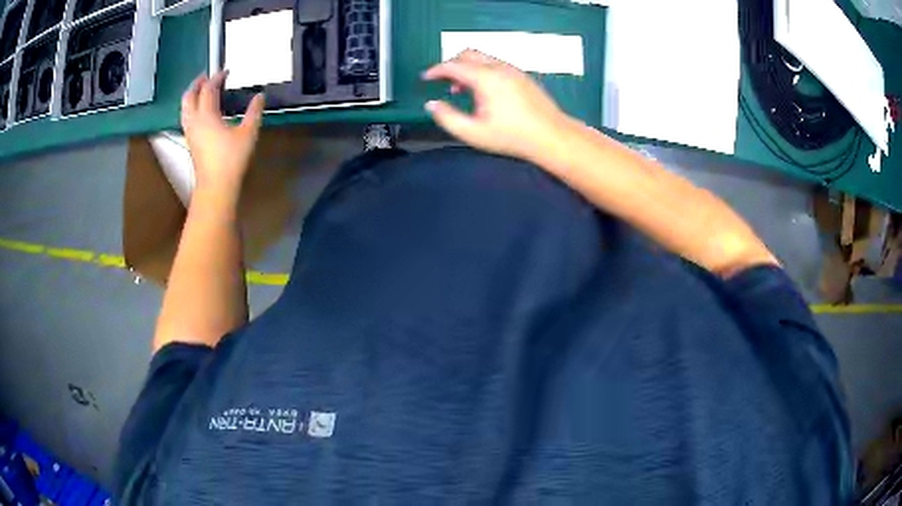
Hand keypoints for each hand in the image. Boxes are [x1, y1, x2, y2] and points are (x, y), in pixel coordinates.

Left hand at [181, 71, 264, 192]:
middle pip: (189, 96)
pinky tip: (198, 111)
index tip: (226, 71)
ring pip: (184, 108)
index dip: (216, 78)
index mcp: (207, 116)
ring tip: (199, 90)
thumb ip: (254, 112)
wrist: (216, 186)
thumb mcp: (248, 133)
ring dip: (191, 95)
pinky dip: (190, 108)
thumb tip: (260, 96)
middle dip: (197, 83)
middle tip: (205, 76)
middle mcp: (195, 121)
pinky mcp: (190, 142)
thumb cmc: (232, 159)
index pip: (208, 90)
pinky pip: (186, 118)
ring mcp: (190, 132)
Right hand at [422, 49, 574, 162]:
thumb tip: (431, 105)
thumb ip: (447, 118)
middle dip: (451, 64)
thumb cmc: (513, 137)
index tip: (426, 78)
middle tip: (442, 81)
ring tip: (461, 90)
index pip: (453, 65)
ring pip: (483, 58)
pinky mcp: (522, 76)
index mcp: (485, 79)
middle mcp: (499, 68)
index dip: (436, 70)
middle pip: (468, 54)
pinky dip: (482, 70)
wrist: (552, 136)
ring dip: (467, 68)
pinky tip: (484, 91)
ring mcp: (513, 70)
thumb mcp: (473, 133)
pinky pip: (495, 64)